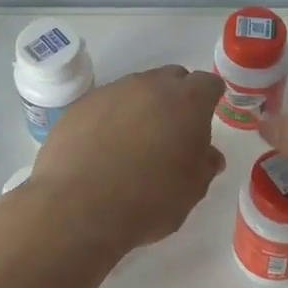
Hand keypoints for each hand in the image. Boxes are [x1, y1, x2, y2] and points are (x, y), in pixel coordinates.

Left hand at [28, 65, 227, 253]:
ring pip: (136, 90)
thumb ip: (204, 165)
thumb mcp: (191, 191)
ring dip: (141, 109)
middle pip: (171, 79)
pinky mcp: (80, 105)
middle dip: (175, 99)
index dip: (209, 99)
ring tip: (133, 146)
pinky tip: (102, 150)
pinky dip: (110, 120)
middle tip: (171, 134)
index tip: (205, 120)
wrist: (77, 208)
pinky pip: (105, 105)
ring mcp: (110, 92)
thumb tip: (208, 155)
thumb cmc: (148, 201)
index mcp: (185, 101)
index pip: (208, 83)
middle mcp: (149, 86)